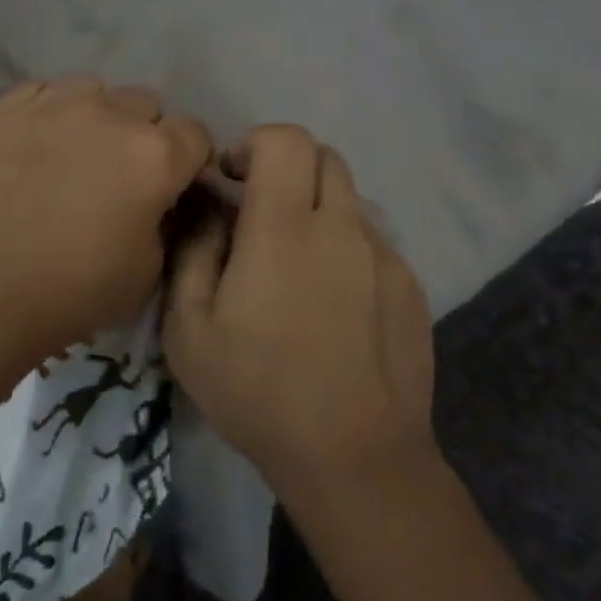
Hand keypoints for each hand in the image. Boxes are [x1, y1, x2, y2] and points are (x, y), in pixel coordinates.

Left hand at [0, 76, 211, 352]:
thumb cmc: (72, 291)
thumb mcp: (147, 271)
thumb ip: (163, 222)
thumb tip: (156, 202)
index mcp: (156, 156)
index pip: (195, 134)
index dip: (188, 161)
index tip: (171, 185)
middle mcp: (112, 114)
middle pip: (146, 105)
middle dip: (143, 134)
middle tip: (119, 174)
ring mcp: (55, 103)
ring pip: (94, 90)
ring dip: (97, 116)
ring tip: (73, 152)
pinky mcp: (6, 107)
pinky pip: (43, 92)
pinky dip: (48, 112)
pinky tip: (33, 145)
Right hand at [164, 126, 435, 489]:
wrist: (356, 459)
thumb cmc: (258, 392)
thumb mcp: (190, 329)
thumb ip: (192, 252)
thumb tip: (203, 207)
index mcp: (284, 230)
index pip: (285, 140)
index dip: (253, 143)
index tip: (229, 179)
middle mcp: (342, 228)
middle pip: (324, 157)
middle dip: (285, 167)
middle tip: (256, 212)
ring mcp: (384, 257)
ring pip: (349, 200)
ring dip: (315, 209)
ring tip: (292, 266)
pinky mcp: (411, 288)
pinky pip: (371, 243)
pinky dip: (343, 248)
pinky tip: (330, 306)